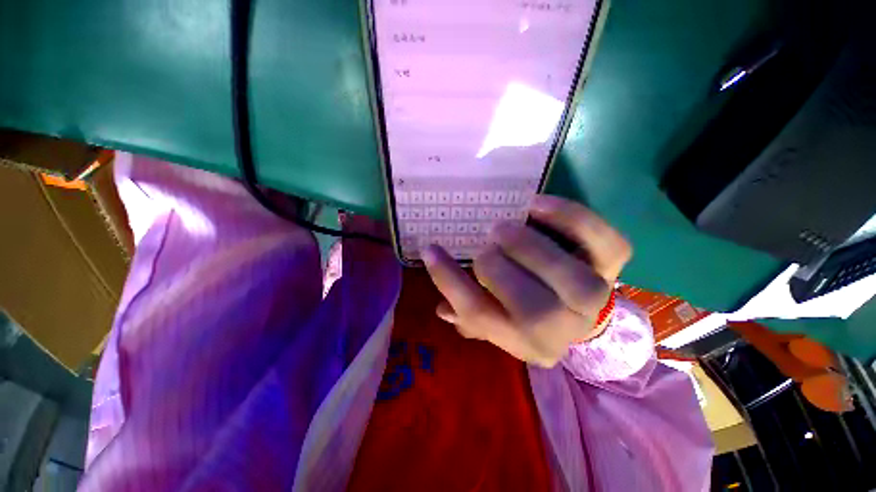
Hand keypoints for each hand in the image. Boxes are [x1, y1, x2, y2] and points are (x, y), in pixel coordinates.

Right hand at [422, 195, 631, 366]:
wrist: (581, 308)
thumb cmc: (529, 312)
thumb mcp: (497, 321)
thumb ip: (469, 315)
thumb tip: (443, 309)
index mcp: (525, 342)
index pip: (479, 317)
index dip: (449, 281)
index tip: (430, 250)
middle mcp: (562, 329)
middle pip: (530, 308)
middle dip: (495, 268)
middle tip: (484, 245)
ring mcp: (594, 298)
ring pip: (567, 278)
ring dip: (527, 247)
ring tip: (502, 228)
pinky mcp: (614, 266)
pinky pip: (601, 241)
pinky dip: (569, 218)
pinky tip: (536, 205)